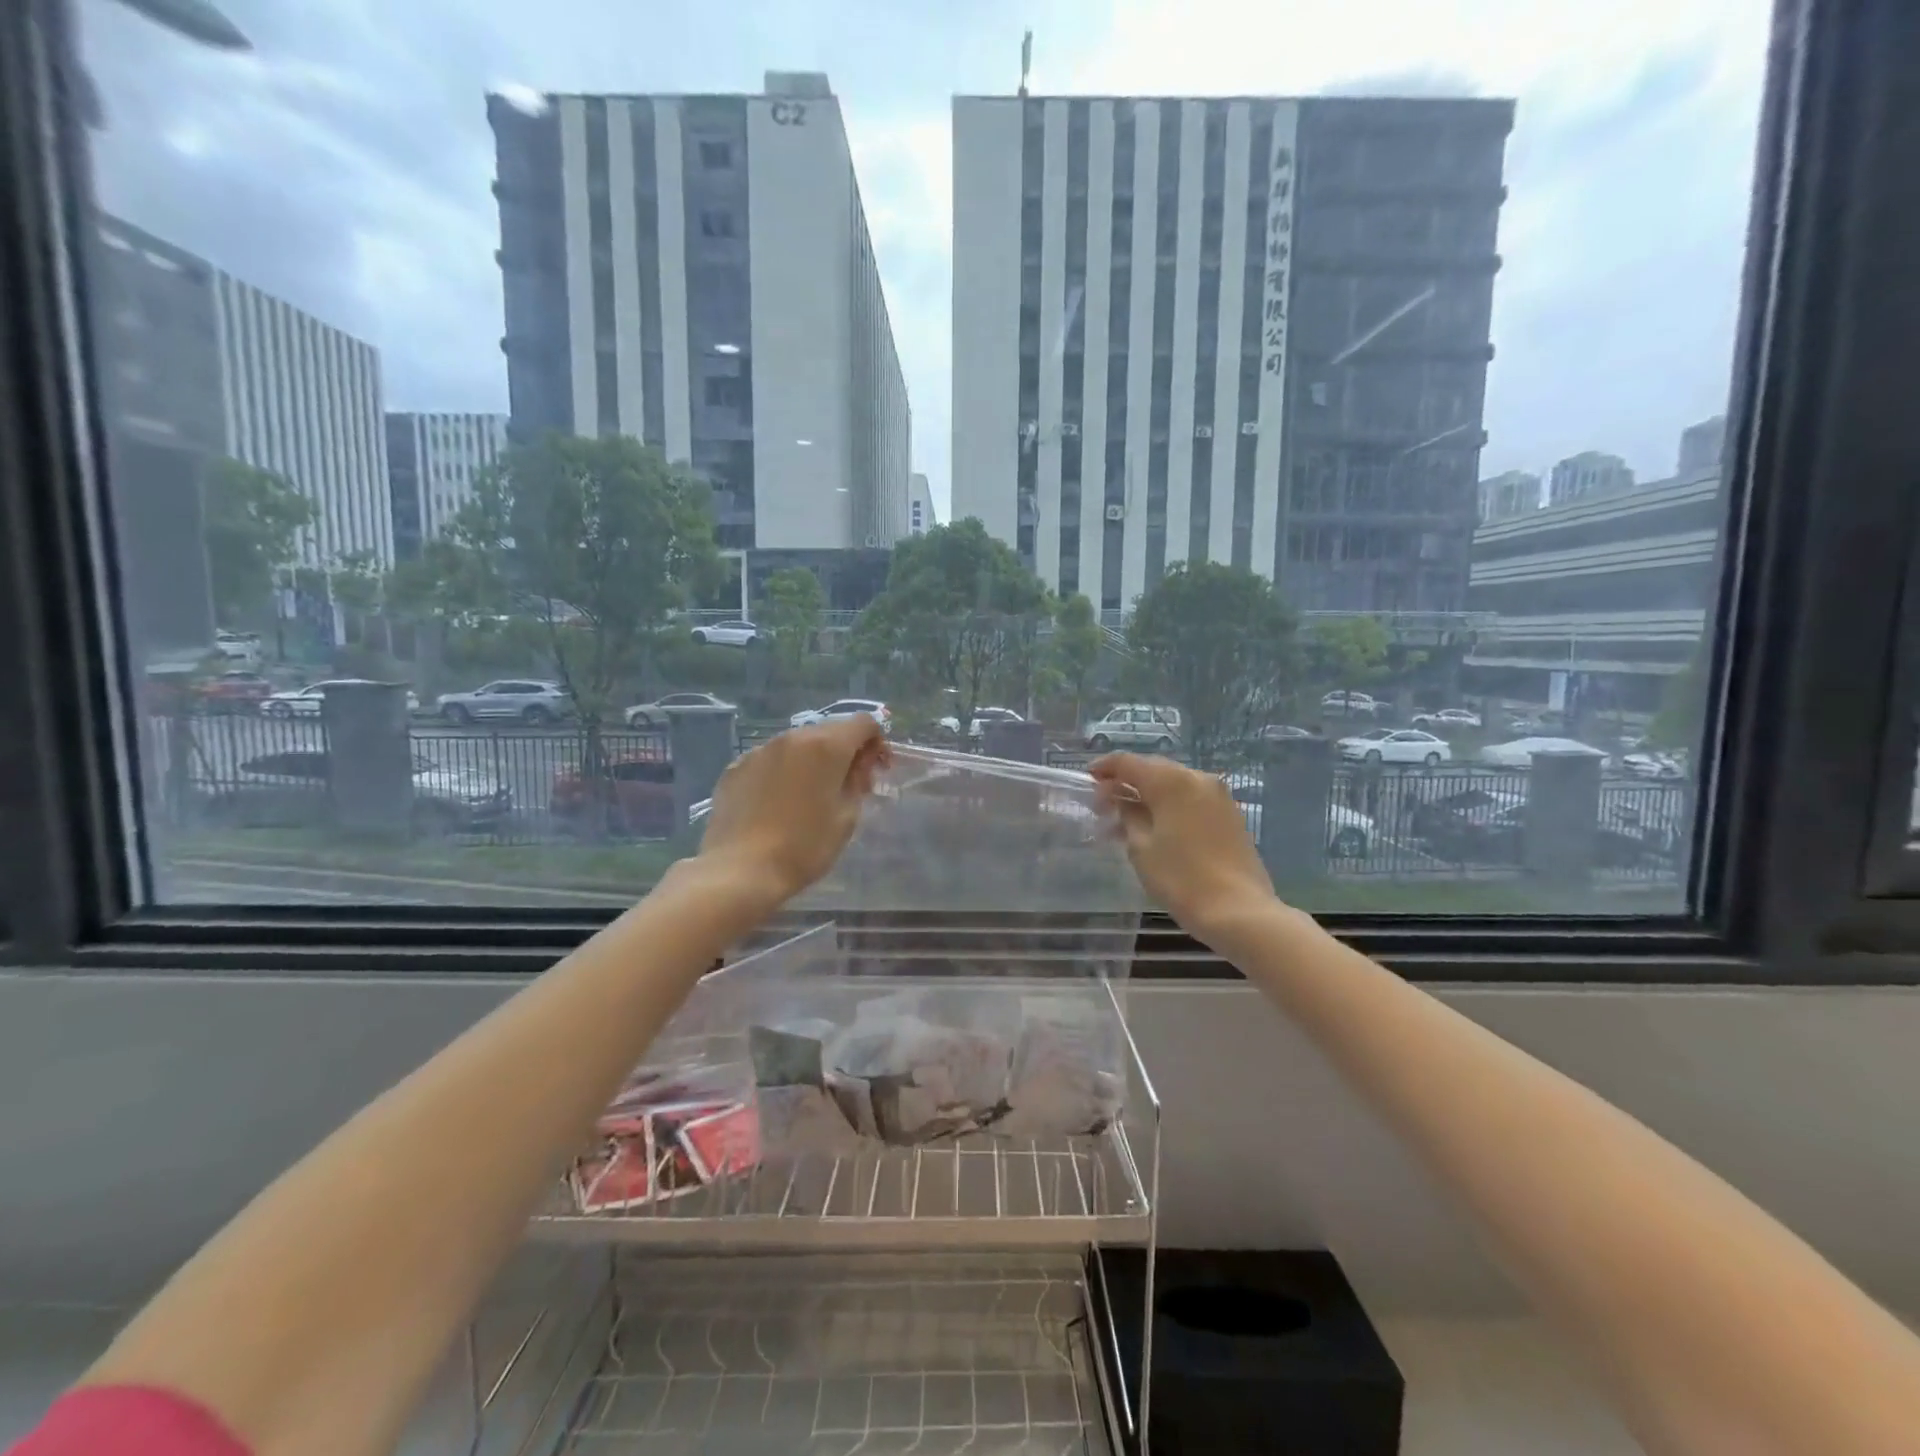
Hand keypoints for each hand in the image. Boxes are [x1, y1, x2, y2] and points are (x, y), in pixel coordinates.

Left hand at [695, 718, 889, 903]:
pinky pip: (769, 760)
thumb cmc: (804, 847)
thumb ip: (858, 780)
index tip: (875, 770)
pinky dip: (782, 772)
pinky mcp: (735, 767)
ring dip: (811, 761)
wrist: (740, 870)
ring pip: (797, 744)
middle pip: (829, 730)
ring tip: (808, 796)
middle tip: (847, 786)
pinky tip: (777, 803)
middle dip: (844, 751)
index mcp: (826, 746)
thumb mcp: (847, 817)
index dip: (876, 742)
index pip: (863, 723)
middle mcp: (792, 738)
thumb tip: (859, 761)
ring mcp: (759, 750)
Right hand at [1090, 752, 1278, 937]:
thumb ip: (1127, 815)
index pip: (1128, 762)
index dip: (1104, 768)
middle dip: (1126, 783)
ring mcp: (1218, 795)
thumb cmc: (1181, 878)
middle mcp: (1197, 778)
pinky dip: (1168, 805)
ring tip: (1125, 820)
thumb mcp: (1140, 847)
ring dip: (1147, 795)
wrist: (1238, 911)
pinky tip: (1154, 826)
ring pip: (1173, 784)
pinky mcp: (1229, 813)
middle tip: (1103, 805)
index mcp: (1171, 781)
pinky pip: (1190, 798)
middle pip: (1153, 769)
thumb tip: (1120, 799)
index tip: (1086, 779)